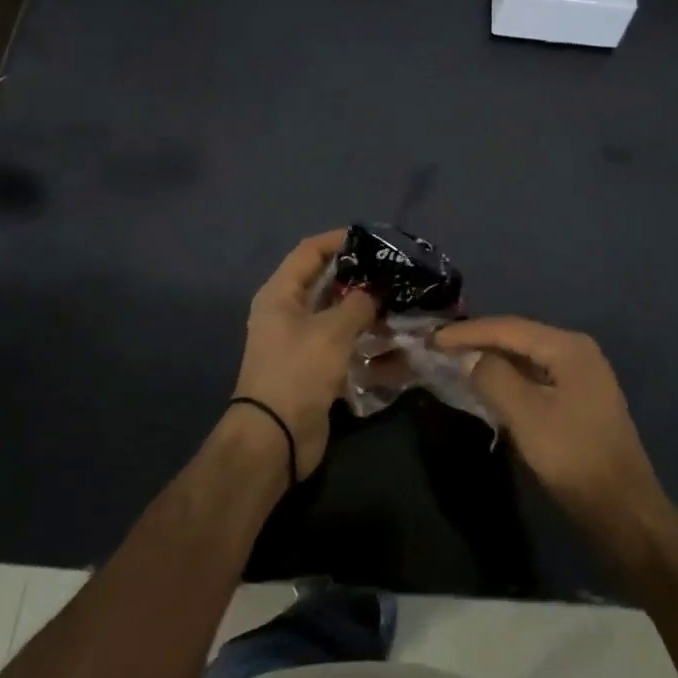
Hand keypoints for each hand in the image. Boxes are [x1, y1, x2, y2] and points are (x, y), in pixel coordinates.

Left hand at [233, 230, 377, 477]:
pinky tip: (397, 348)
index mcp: (280, 295)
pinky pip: (346, 349)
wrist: (275, 439)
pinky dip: (368, 347)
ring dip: (368, 314)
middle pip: (326, 284)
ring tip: (402, 307)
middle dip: (360, 279)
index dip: (338, 240)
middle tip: (394, 274)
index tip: (372, 238)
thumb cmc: (298, 371)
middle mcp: (287, 314)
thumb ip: (357, 304)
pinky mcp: (315, 371)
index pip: (309, 252)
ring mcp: (301, 344)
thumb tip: (373, 292)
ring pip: (339, 318)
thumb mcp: (331, 331)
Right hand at [436, 317, 669, 545]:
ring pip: (526, 357)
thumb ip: (494, 377)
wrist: (623, 510)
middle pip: (518, 336)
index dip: (467, 331)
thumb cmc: (573, 457)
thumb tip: (473, 358)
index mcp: (568, 347)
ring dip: (492, 359)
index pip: (508, 327)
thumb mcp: (526, 414)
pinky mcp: (579, 400)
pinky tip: (488, 385)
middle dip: (479, 340)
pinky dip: (509, 377)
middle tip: (440, 347)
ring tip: (456, 360)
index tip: (432, 338)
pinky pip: (535, 376)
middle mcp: (577, 351)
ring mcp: (581, 376)